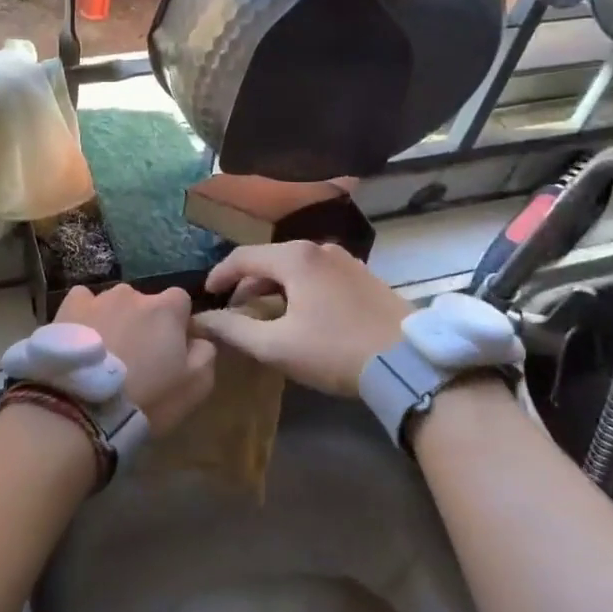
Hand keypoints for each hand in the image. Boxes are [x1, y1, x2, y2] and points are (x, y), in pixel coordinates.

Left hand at [53, 284, 216, 435]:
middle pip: (145, 303)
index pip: (181, 301)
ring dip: (114, 320)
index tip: (171, 349)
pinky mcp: (68, 307)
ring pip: (113, 304)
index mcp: (166, 308)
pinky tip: (81, 339)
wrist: (82, 408)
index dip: (177, 324)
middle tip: (136, 357)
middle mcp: (133, 294)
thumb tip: (199, 338)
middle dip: (144, 323)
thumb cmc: (146, 398)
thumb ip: (205, 353)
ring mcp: (98, 298)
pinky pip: (83, 303)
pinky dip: (85, 316)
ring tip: (105, 354)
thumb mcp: (195, 386)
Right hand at [192, 242, 412, 396]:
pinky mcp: (364, 276)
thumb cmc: (335, 350)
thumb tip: (202, 319)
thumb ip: (234, 329)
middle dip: (247, 285)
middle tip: (236, 313)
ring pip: (295, 268)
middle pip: (269, 260)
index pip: (242, 257)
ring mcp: (346, 260)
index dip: (219, 275)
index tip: (207, 295)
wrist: (409, 362)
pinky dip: (299, 290)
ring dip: (274, 289)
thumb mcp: (277, 346)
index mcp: (295, 257)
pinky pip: (318, 276)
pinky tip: (301, 316)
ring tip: (266, 317)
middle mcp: (319, 248)